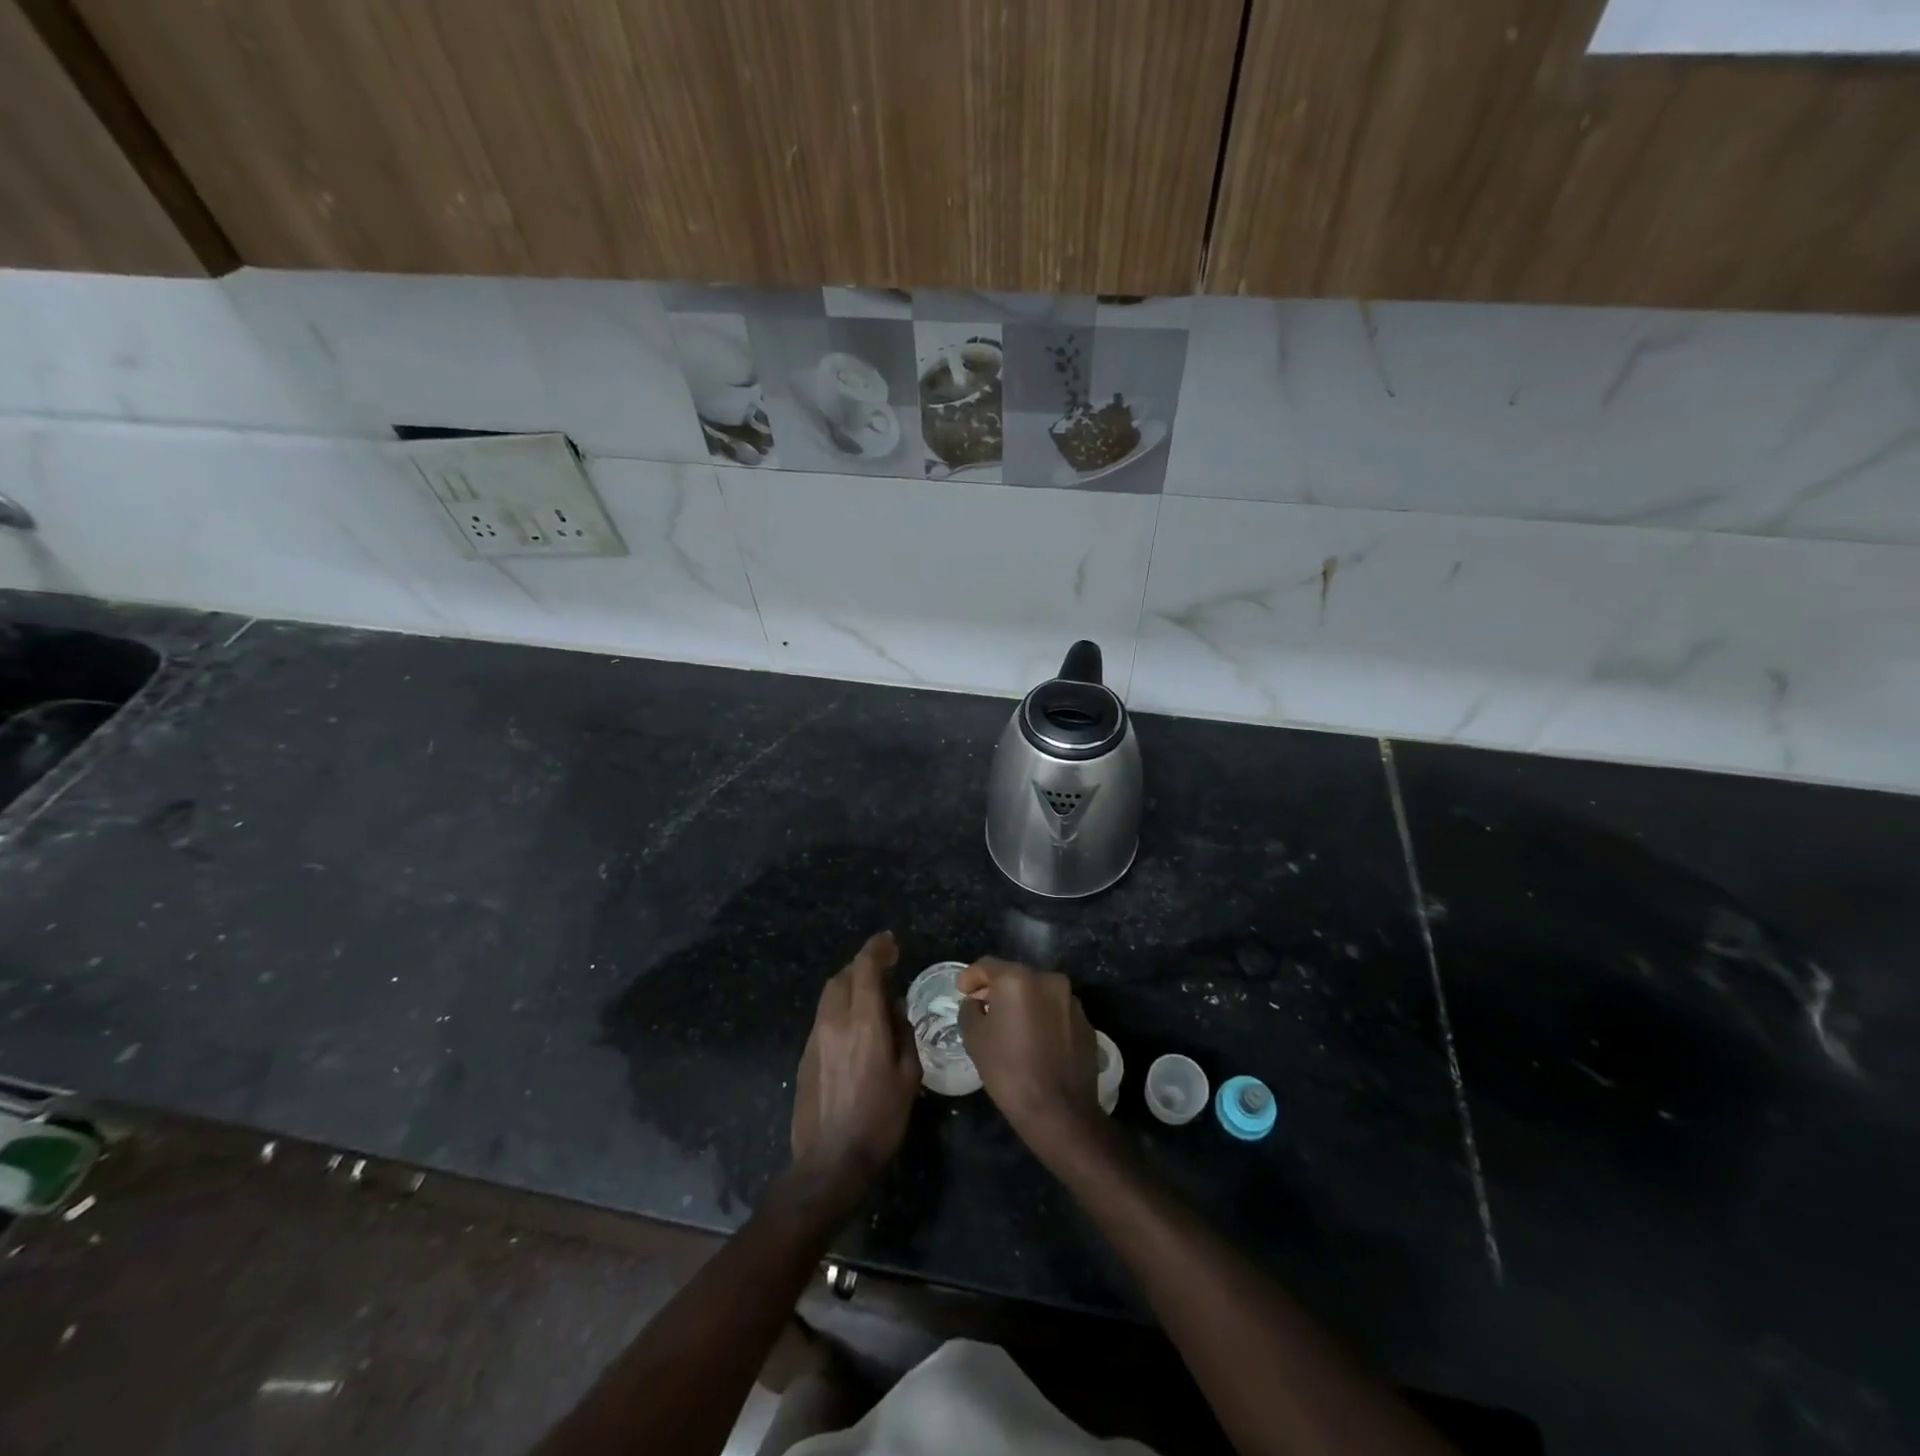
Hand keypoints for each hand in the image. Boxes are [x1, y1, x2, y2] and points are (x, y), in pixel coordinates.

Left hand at [791, 932, 920, 1195]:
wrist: (829, 1162)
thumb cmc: (879, 1120)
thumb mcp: (908, 1077)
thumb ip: (903, 1035)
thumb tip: (895, 1009)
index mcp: (864, 1023)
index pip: (865, 969)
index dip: (877, 949)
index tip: (890, 942)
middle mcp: (835, 1022)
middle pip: (843, 977)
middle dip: (862, 966)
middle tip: (884, 970)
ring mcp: (815, 1038)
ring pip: (830, 996)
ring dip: (849, 986)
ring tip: (871, 999)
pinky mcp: (805, 1055)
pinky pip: (824, 1017)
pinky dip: (840, 1009)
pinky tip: (855, 1029)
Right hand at [958, 958, 1101, 1155]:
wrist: (1060, 1111)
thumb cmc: (1009, 1070)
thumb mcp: (975, 1038)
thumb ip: (970, 1010)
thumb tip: (976, 1003)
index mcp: (1018, 979)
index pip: (987, 965)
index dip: (970, 977)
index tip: (962, 991)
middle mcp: (1049, 980)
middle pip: (1015, 976)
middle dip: (997, 989)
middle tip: (983, 1009)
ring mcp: (1071, 1000)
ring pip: (1039, 993)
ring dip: (1022, 1003)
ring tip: (1010, 1026)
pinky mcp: (1086, 1022)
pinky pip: (1056, 1011)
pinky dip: (1042, 1018)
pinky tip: (1035, 1041)